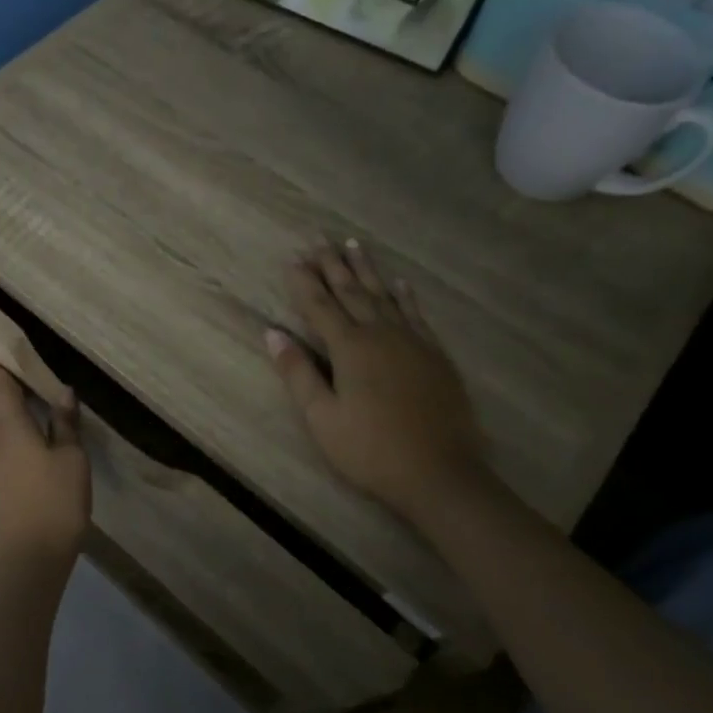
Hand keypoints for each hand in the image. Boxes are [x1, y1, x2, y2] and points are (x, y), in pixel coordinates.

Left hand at [0, 351, 90, 573]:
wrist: (32, 556)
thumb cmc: (55, 501)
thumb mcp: (71, 459)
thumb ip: (65, 425)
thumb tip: (62, 392)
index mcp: (13, 428)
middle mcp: (1, 439)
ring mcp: (1, 462)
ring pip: (0, 421)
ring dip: (2, 399)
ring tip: (12, 380)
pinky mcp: (7, 480)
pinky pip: (8, 438)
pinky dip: (14, 421)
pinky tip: (27, 421)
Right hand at [266, 242, 490, 523]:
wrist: (440, 473)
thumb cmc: (370, 450)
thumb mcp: (321, 417)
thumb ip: (297, 372)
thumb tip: (273, 333)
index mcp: (350, 348)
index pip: (320, 305)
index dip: (304, 281)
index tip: (292, 258)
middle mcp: (381, 334)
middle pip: (352, 292)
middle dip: (333, 264)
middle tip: (320, 239)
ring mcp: (413, 342)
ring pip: (385, 296)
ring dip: (367, 270)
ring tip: (354, 245)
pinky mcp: (435, 355)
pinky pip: (417, 314)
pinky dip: (406, 296)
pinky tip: (400, 283)